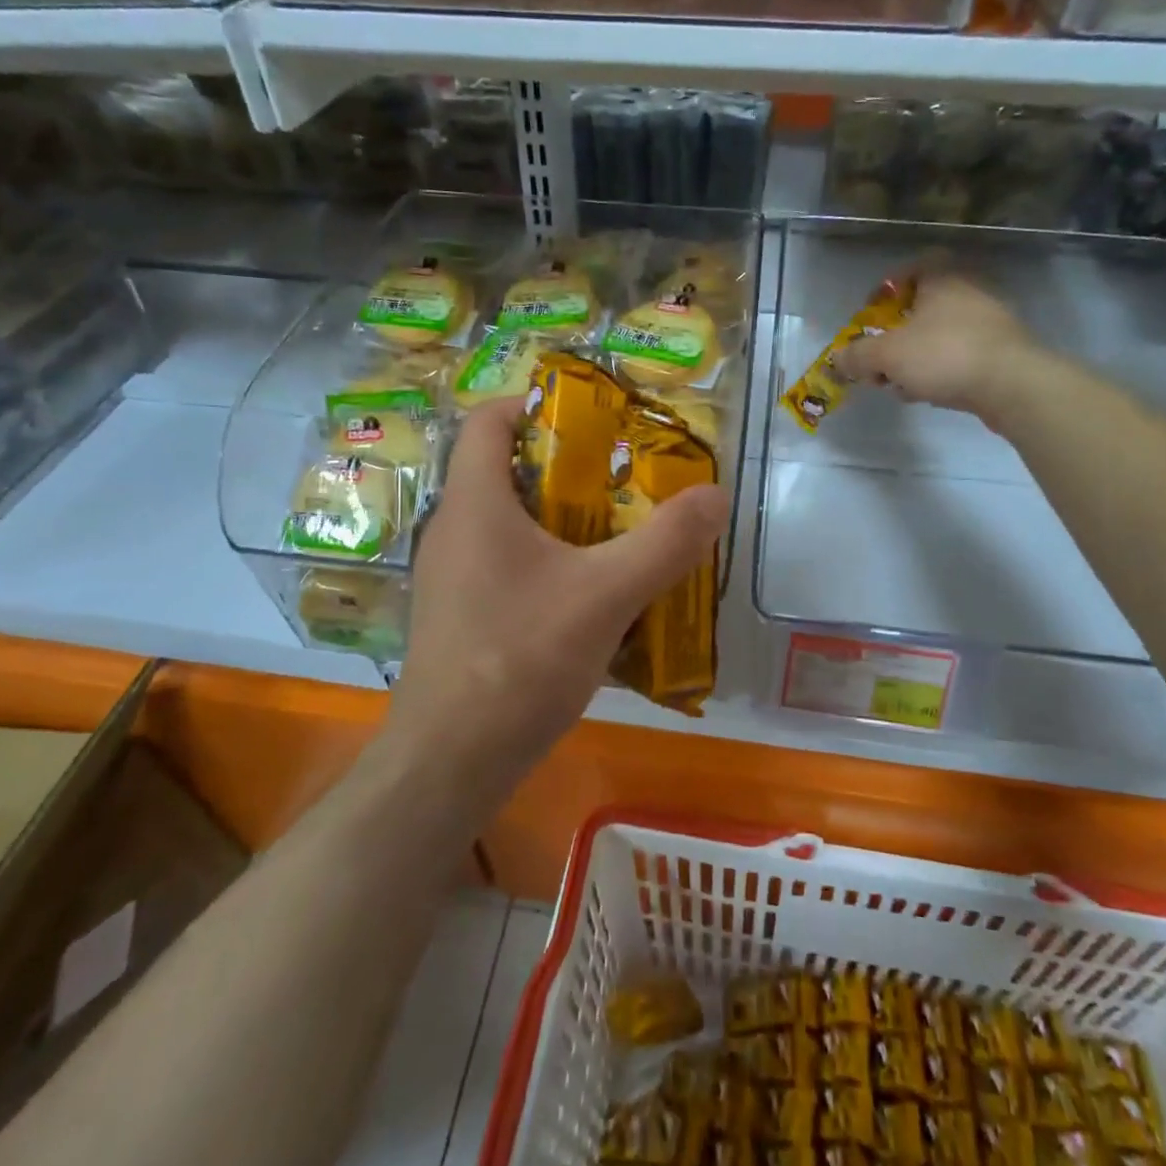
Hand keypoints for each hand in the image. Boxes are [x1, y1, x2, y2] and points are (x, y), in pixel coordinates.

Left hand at [388, 396, 727, 792]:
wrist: (450, 762)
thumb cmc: (519, 660)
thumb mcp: (606, 595)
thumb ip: (665, 544)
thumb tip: (715, 496)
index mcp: (475, 503)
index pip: (488, 420)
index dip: (534, 403)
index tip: (592, 416)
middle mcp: (454, 530)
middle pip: (506, 470)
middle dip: (567, 467)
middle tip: (624, 478)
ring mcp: (451, 576)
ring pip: (509, 523)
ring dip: (562, 520)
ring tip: (619, 533)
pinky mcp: (460, 616)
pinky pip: (506, 565)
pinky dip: (548, 563)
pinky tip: (590, 596)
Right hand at [835, 270, 1043, 427]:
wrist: (1013, 385)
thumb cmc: (944, 355)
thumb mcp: (887, 356)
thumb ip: (857, 356)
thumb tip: (836, 360)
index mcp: (942, 278)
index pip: (912, 267)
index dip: (887, 288)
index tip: (871, 314)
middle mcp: (969, 291)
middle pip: (922, 306)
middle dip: (896, 333)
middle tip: (880, 356)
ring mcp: (990, 322)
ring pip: (939, 334)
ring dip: (915, 356)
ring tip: (900, 383)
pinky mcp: (1002, 351)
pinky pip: (959, 355)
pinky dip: (940, 370)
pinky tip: (929, 393)